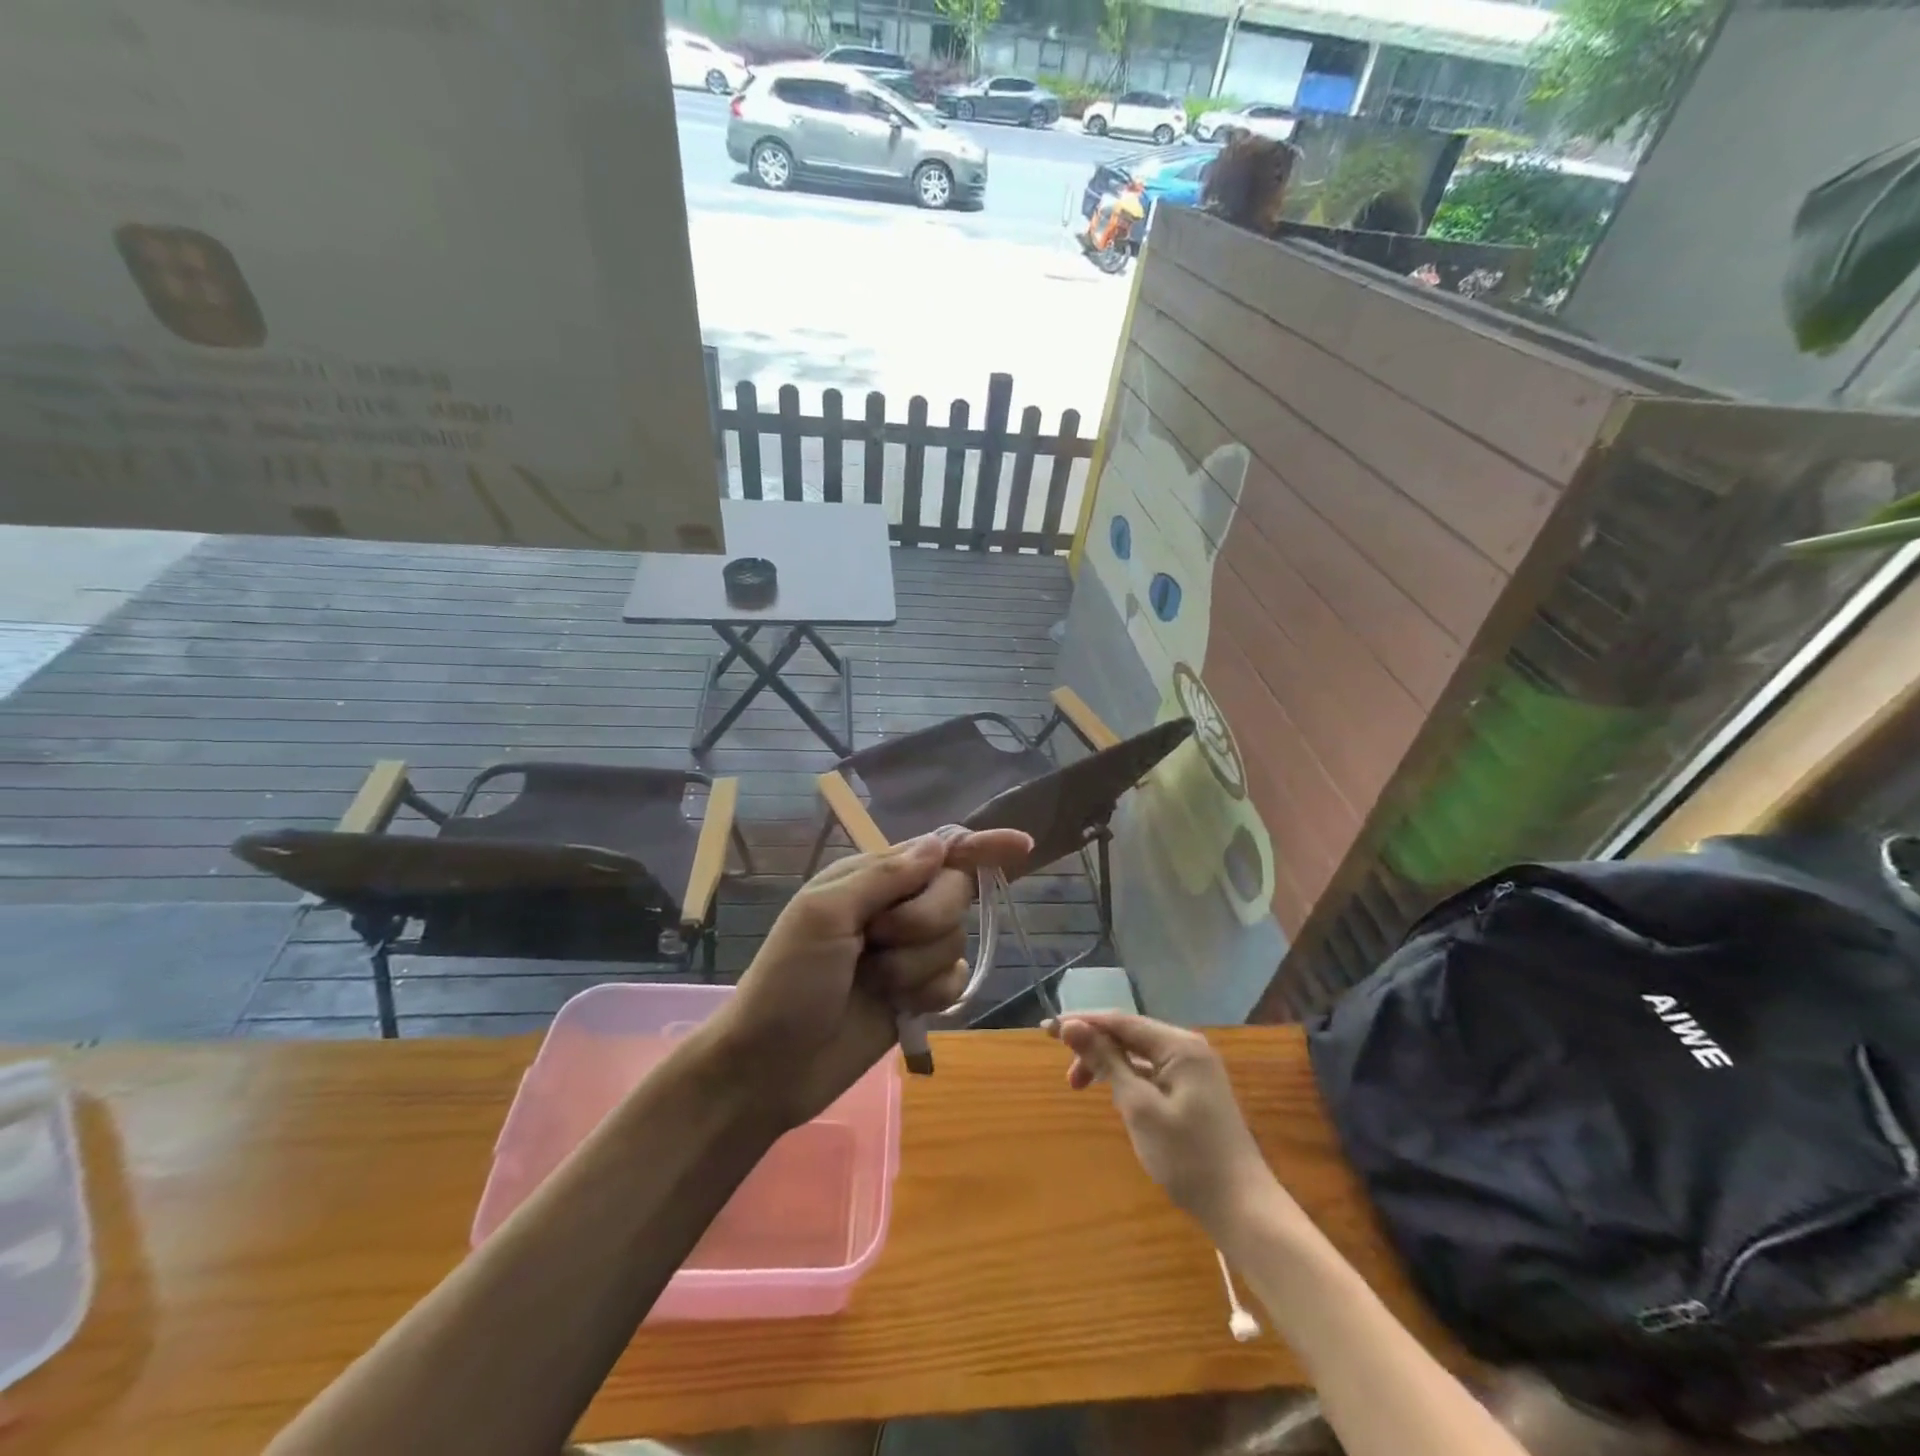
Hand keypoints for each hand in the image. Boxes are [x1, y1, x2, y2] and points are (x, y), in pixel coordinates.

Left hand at [713, 829, 1031, 1127]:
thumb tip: (940, 844)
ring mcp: (908, 953)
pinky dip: (932, 994)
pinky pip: (955, 980)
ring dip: (915, 966)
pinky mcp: (918, 995)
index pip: (936, 851)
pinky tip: (902, 1007)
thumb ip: (884, 877)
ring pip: (955, 939)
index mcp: (871, 878)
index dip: (980, 845)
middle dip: (924, 920)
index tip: (1022, 844)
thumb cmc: (788, 982)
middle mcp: (895, 909)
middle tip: (877, 941)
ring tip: (874, 983)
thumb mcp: (824, 916)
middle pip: (953, 893)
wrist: (771, 1067)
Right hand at [1049, 1013, 1273, 1232]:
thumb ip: (1106, 1061)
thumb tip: (1072, 1025)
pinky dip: (1127, 1078)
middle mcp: (1188, 1048)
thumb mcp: (1139, 1107)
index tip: (1046, 1030)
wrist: (1243, 1210)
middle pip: (1129, 1034)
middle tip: (1066, 1075)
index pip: (1120, 1020)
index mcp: (1179, 1045)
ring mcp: (1195, 1070)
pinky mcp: (1195, 1092)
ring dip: (1108, 1064)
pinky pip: (1152, 1071)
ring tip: (1081, 1087)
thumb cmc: (1188, 1157)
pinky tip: (1114, 1095)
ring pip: (1139, 1053)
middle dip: (1093, 1046)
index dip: (1081, 1022)